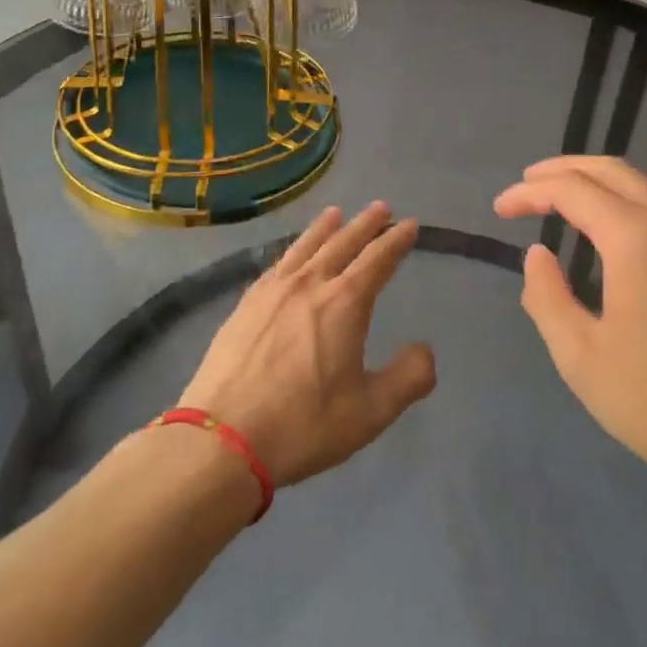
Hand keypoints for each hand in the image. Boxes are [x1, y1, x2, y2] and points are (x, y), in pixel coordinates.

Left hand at [178, 203, 434, 487]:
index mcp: (345, 303)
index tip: (409, 225)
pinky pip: (277, 264)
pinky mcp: (245, 305)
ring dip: (325, 227)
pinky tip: (292, 254)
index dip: (396, 240)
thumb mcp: (371, 412)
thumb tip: (425, 351)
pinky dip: (293, 249)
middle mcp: (310, 285)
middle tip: (381, 207)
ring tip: (336, 213)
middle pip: (343, 242)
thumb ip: (408, 378)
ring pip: (306, 246)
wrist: (221, 440)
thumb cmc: (303, 424)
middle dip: (365, 224)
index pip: (378, 259)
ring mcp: (273, 292)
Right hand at [494, 157, 646, 499]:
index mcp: (638, 239)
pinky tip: (609, 227)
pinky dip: (625, 200)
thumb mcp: (580, 357)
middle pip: (611, 170)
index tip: (500, 209)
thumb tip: (538, 255)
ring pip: (641, 183)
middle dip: (562, 169)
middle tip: (526, 184)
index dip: (530, 192)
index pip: (573, 189)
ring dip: (596, 181)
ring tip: (560, 198)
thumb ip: (547, 296)